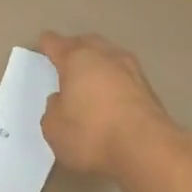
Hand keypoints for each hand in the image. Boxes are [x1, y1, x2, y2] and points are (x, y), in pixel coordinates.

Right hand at [37, 32, 179, 183]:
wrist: (146, 147)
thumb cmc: (92, 133)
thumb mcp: (54, 129)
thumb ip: (53, 109)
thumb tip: (61, 100)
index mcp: (77, 58)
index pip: (55, 43)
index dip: (46, 45)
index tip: (43, 46)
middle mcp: (105, 55)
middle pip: (86, 43)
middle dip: (75, 48)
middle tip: (66, 59)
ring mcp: (131, 69)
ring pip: (109, 57)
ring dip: (99, 64)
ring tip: (90, 77)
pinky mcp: (149, 88)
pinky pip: (124, 77)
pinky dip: (115, 82)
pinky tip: (111, 95)